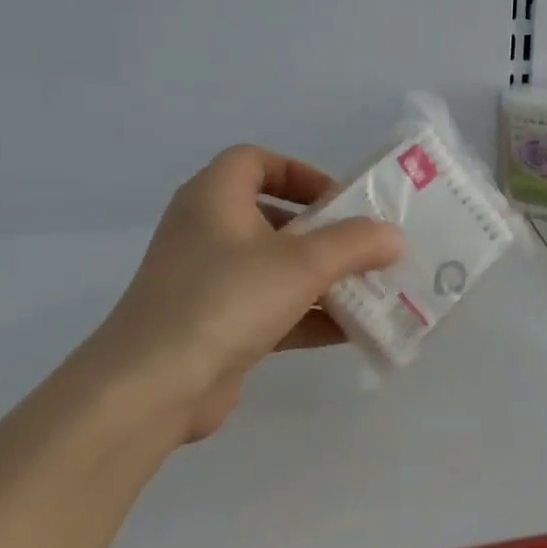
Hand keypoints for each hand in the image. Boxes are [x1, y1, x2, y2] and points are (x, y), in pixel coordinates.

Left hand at [82, 146, 403, 442]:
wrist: (154, 386)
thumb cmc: (227, 300)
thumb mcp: (302, 264)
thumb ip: (355, 244)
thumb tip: (393, 237)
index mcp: (214, 199)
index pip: (255, 161)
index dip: (300, 172)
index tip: (339, 200)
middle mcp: (206, 233)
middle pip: (272, 217)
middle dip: (323, 233)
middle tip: (364, 248)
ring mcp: (208, 283)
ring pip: (275, 267)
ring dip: (322, 277)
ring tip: (370, 290)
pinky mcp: (215, 327)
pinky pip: (271, 309)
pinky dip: (308, 315)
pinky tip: (352, 331)